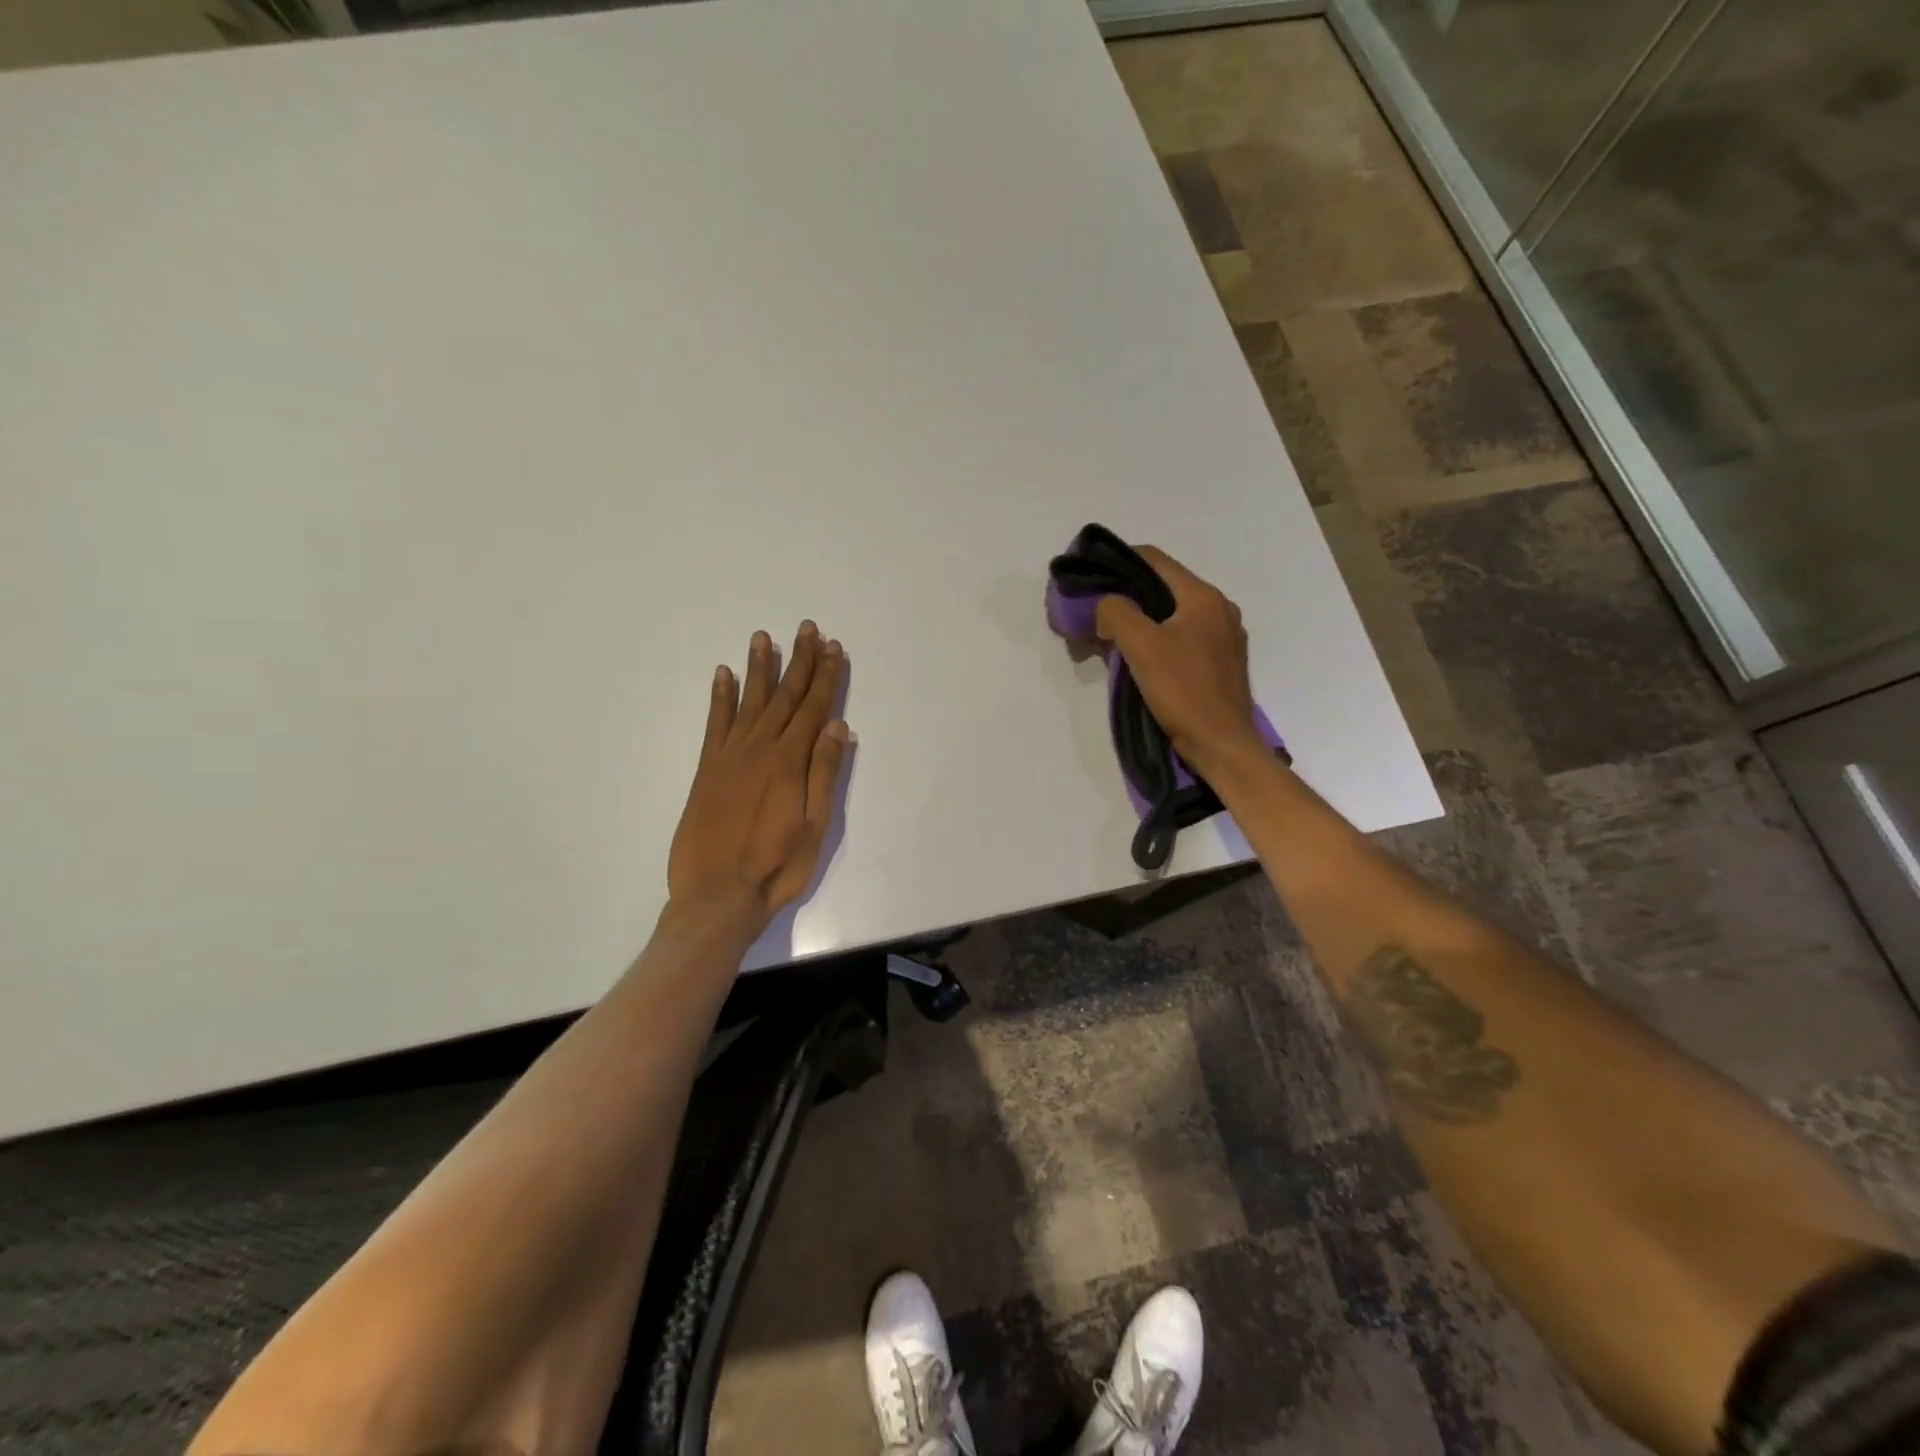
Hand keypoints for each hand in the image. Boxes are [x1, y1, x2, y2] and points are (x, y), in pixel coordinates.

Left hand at [667, 622, 850, 932]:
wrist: (716, 894)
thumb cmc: (776, 865)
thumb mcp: (816, 826)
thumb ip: (825, 773)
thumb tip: (839, 727)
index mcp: (790, 761)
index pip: (814, 708)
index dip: (826, 677)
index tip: (834, 648)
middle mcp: (759, 748)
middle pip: (784, 696)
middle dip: (799, 661)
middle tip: (808, 628)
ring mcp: (729, 756)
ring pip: (749, 700)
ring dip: (759, 668)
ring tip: (764, 637)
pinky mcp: (707, 768)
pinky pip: (715, 722)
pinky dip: (720, 696)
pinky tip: (724, 674)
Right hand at [1095, 546, 1259, 772]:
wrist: (1221, 744)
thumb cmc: (1183, 691)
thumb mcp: (1141, 646)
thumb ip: (1117, 613)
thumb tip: (1106, 605)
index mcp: (1203, 596)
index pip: (1155, 560)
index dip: (1119, 562)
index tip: (1091, 578)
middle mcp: (1218, 609)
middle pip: (1163, 588)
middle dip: (1126, 598)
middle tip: (1096, 616)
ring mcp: (1224, 637)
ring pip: (1171, 615)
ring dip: (1140, 622)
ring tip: (1111, 641)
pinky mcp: (1220, 663)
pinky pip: (1182, 638)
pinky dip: (1157, 641)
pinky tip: (1138, 661)